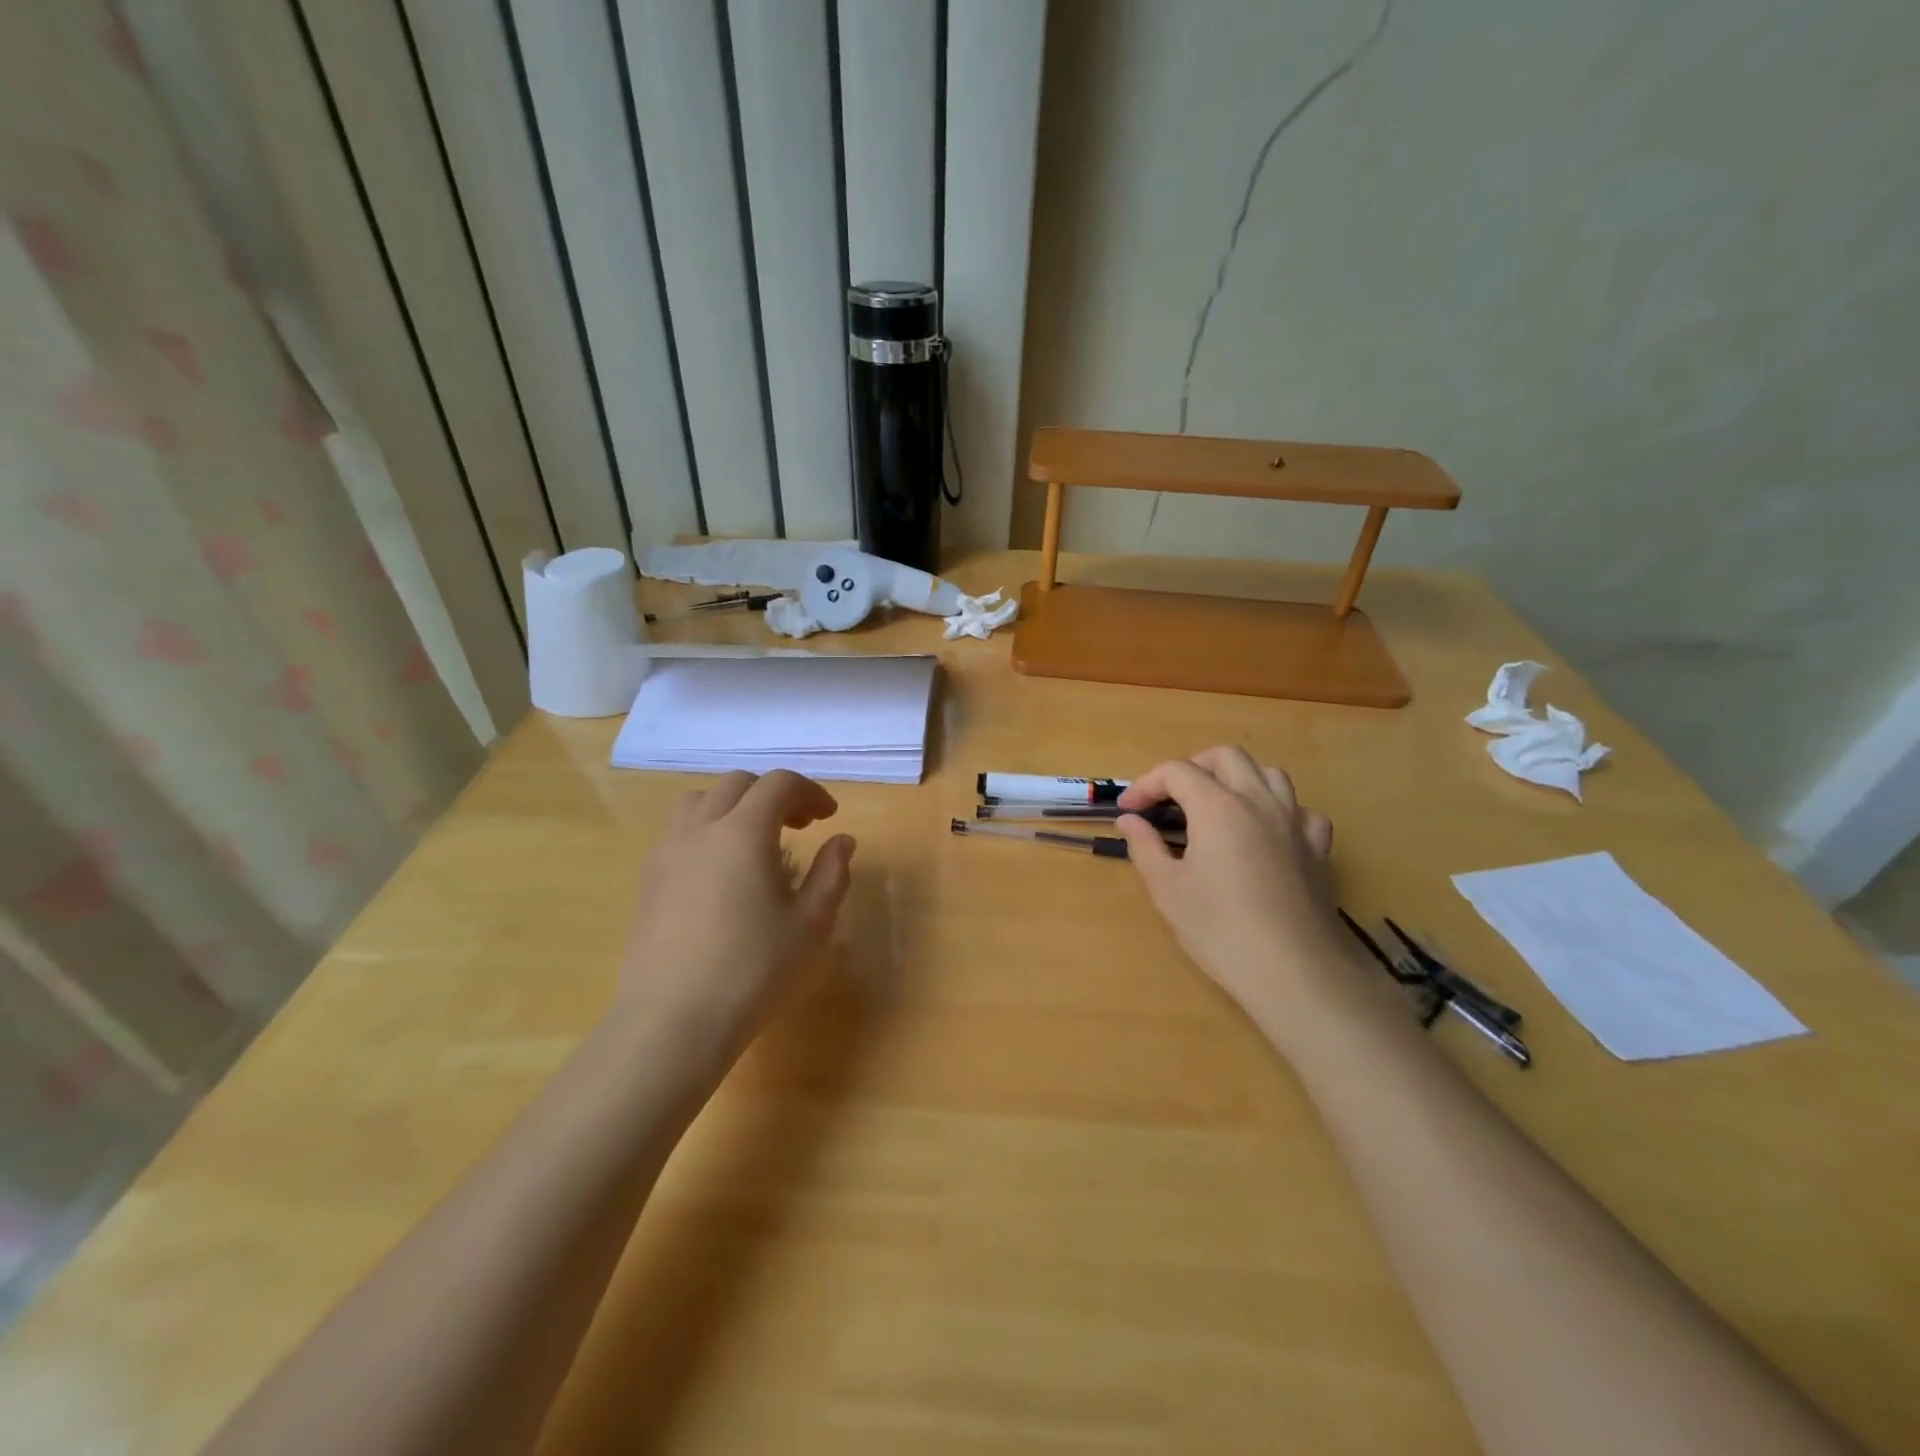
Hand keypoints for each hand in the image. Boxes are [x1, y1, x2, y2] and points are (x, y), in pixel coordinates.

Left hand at [616, 770, 855, 1069]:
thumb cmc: (754, 971)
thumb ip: (832, 873)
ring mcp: (667, 852)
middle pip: (738, 785)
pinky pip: (678, 832)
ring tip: (754, 841)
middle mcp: (701, 829)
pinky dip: (706, 831)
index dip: (810, 792)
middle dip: (773, 795)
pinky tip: (719, 873)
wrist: (673, 1022)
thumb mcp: (812, 924)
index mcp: (744, 831)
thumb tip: (842, 840)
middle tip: (798, 827)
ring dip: (734, 807)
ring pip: (700, 802)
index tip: (828, 817)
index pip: (779, 784)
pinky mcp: (647, 880)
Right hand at [1116, 747, 1345, 1025]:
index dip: (1146, 784)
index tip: (1129, 810)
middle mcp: (1259, 802)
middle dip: (1192, 768)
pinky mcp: (1318, 849)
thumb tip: (1129, 820)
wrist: (1294, 971)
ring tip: (1217, 807)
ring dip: (1238, 780)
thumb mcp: (1168, 889)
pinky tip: (1267, 834)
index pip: (1176, 771)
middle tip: (1170, 799)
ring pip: (1269, 774)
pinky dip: (1279, 811)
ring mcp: (1295, 823)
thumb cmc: (1220, 929)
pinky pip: (1302, 811)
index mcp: (1218, 807)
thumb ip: (1145, 847)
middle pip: (1226, 757)